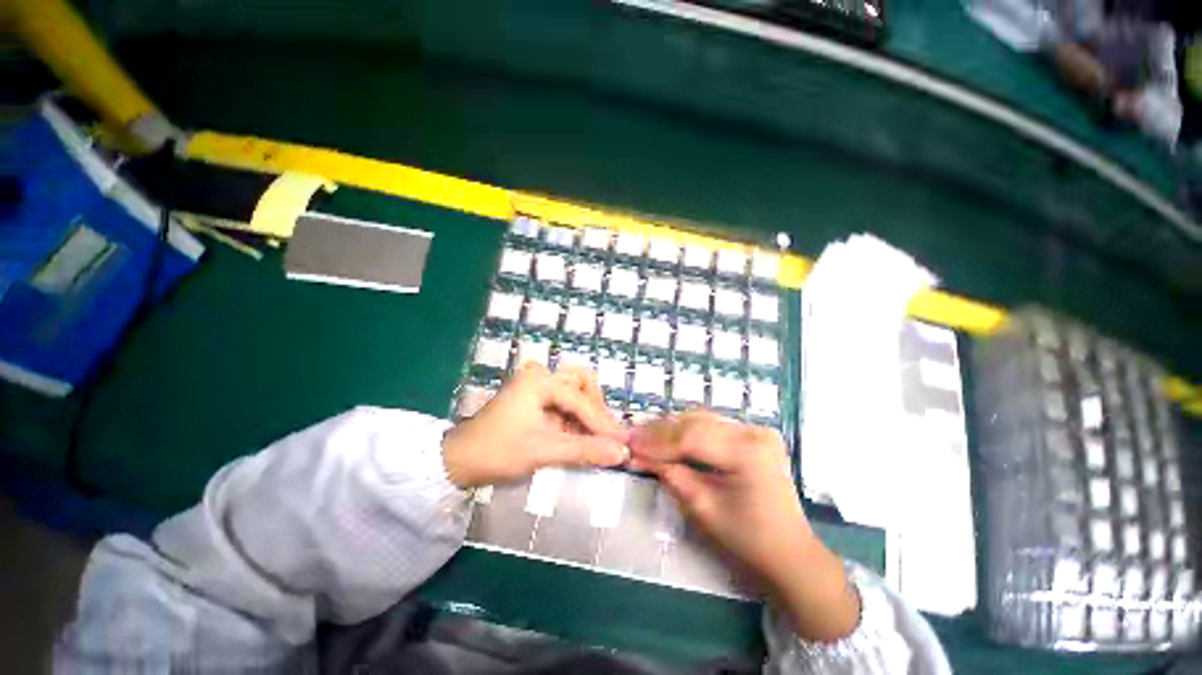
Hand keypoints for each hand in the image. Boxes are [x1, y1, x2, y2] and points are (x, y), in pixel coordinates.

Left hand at [442, 363, 628, 488]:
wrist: (456, 461)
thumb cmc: (497, 452)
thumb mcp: (543, 451)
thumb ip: (584, 450)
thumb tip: (621, 452)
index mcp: (540, 380)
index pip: (581, 401)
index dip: (602, 424)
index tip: (622, 443)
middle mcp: (539, 375)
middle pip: (581, 382)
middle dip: (596, 407)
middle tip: (606, 432)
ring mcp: (534, 385)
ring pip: (573, 390)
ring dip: (586, 412)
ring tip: (596, 437)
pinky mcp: (531, 397)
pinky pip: (562, 401)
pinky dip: (573, 418)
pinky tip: (578, 436)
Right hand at [628, 411, 859, 641]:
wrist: (789, 551)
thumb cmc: (747, 538)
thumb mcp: (702, 508)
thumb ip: (671, 475)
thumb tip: (640, 454)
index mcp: (748, 452)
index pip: (691, 437)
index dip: (657, 440)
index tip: (630, 443)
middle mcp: (754, 431)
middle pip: (696, 423)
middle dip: (661, 431)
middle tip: (633, 435)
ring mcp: (756, 429)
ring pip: (702, 420)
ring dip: (672, 427)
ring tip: (646, 434)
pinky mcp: (753, 433)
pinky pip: (712, 425)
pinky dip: (688, 430)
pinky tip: (669, 434)